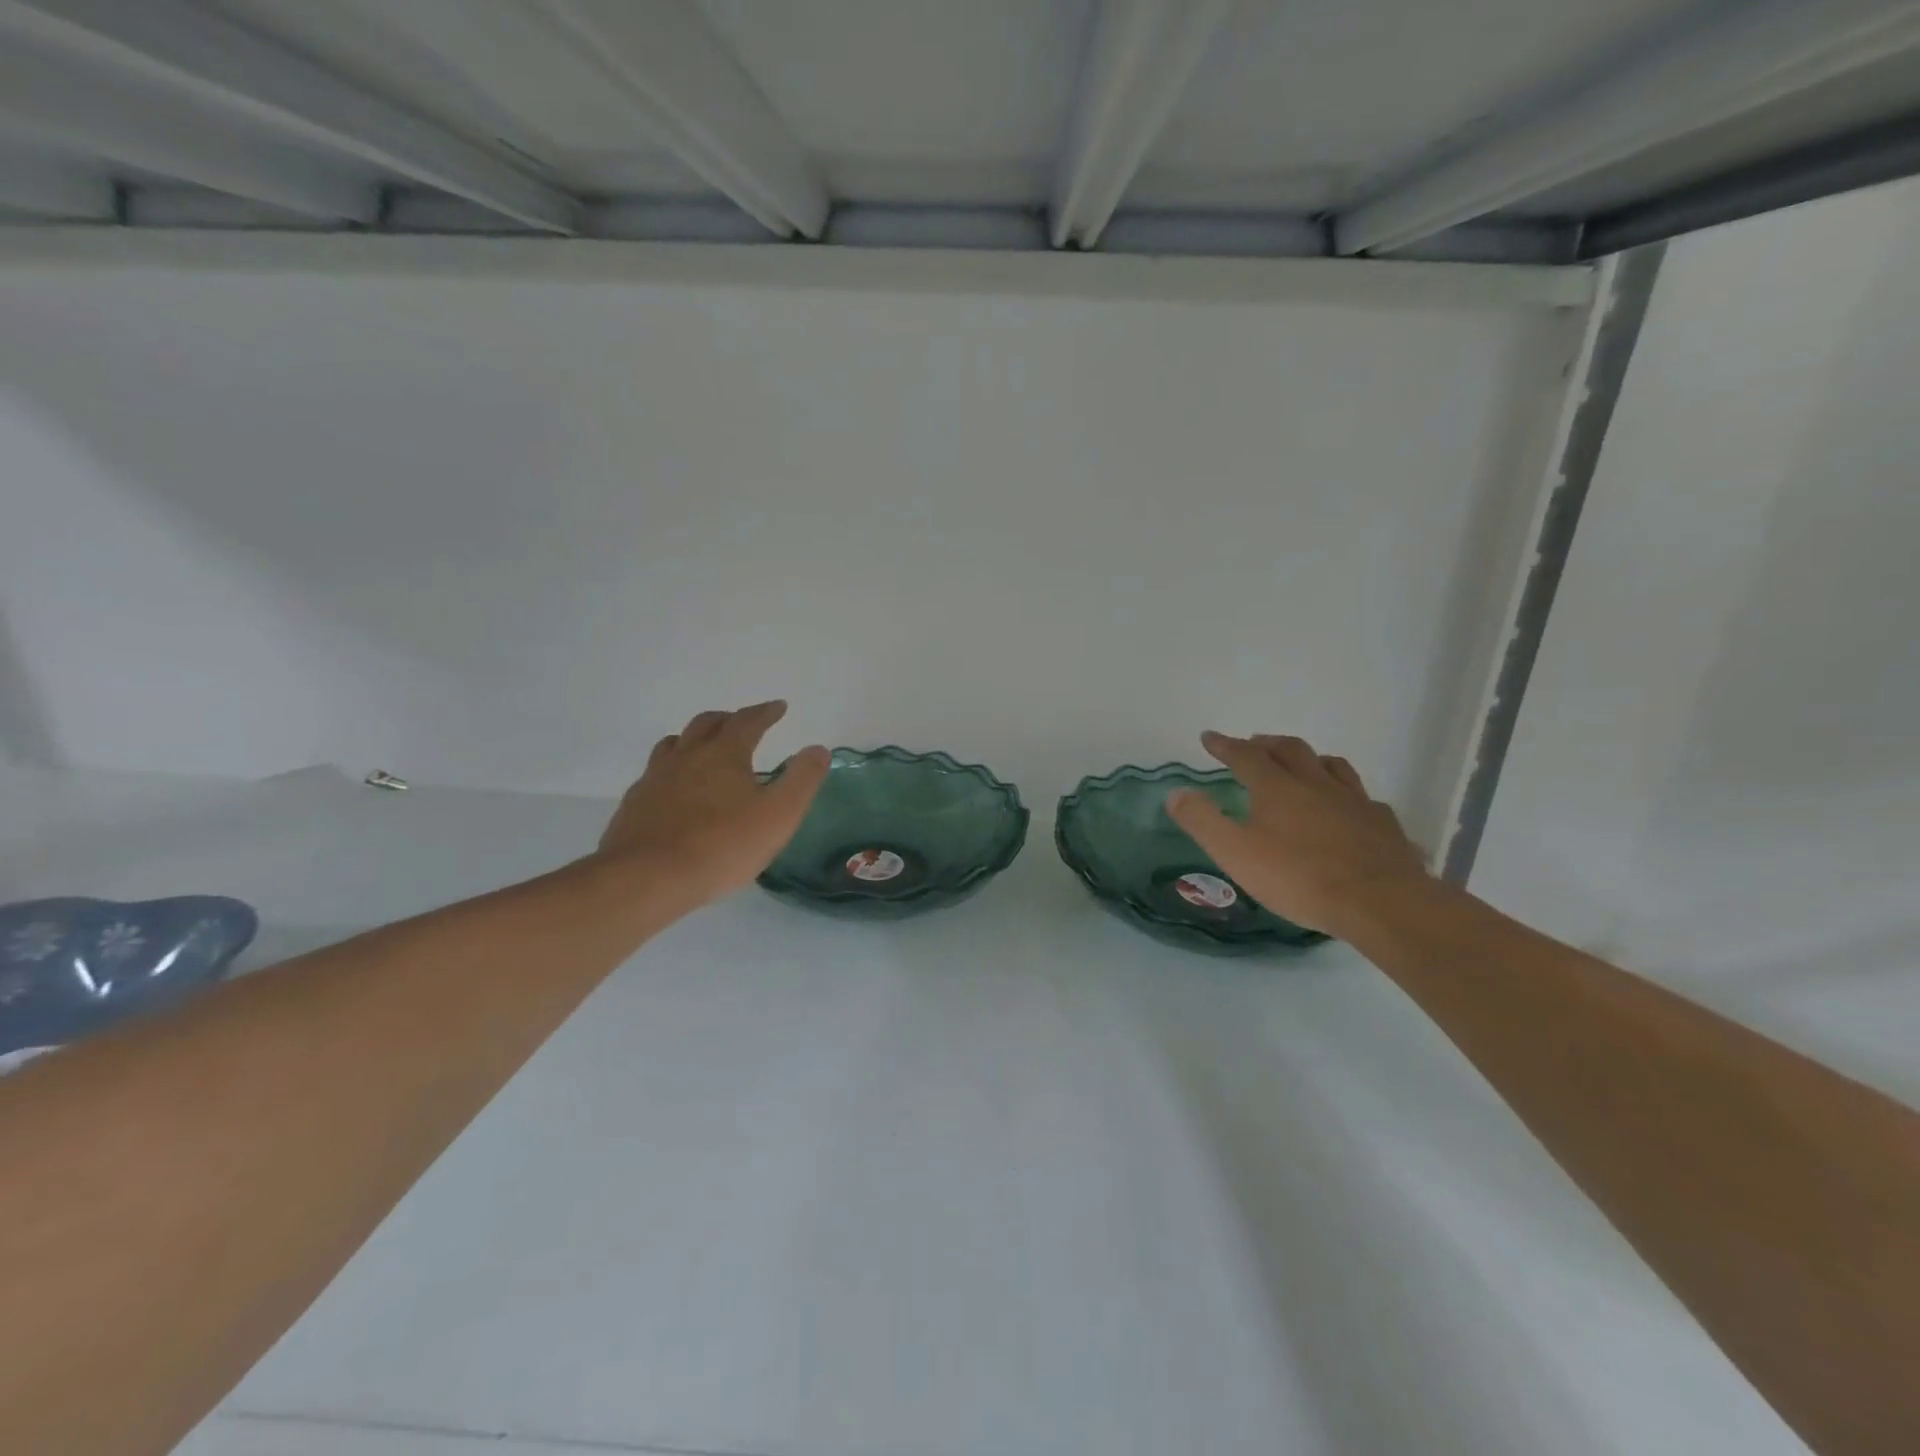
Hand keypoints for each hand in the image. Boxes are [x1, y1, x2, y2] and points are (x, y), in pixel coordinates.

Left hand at [595, 701, 829, 910]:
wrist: (647, 878)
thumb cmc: (722, 845)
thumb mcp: (779, 815)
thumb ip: (802, 779)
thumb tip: (818, 749)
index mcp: (724, 753)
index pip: (748, 721)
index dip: (765, 712)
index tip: (778, 707)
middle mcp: (687, 756)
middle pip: (707, 724)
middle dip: (729, 719)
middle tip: (743, 723)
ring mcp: (655, 778)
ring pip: (674, 744)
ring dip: (694, 738)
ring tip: (704, 748)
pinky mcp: (635, 804)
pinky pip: (655, 773)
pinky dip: (671, 769)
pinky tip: (674, 789)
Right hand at [1166, 731, 1428, 936]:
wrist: (1379, 901)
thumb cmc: (1299, 877)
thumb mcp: (1235, 853)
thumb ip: (1203, 821)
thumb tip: (1175, 792)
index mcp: (1277, 787)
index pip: (1245, 756)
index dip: (1225, 745)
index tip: (1209, 737)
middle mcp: (1315, 783)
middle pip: (1290, 750)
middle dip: (1267, 743)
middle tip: (1254, 743)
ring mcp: (1353, 800)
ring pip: (1331, 766)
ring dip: (1310, 759)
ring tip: (1302, 763)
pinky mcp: (1382, 823)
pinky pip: (1362, 796)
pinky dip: (1346, 792)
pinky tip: (1348, 805)